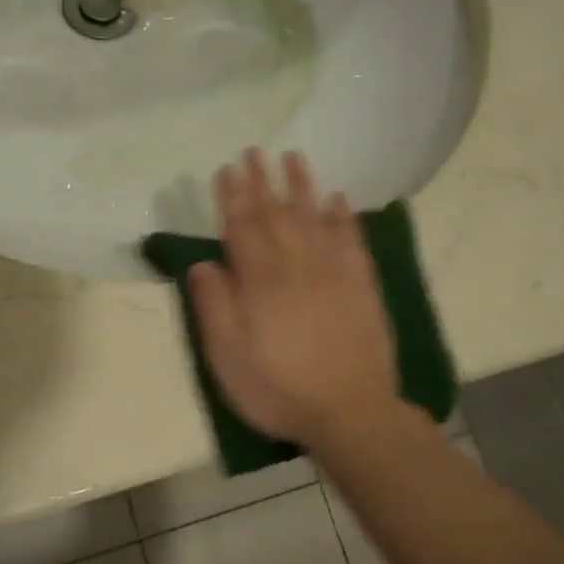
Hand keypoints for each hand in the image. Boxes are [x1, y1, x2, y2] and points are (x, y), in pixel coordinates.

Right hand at [188, 149, 398, 452]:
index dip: (232, 197)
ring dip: (302, 186)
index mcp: (260, 282)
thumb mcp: (228, 359)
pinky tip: (338, 198)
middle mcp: (296, 266)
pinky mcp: (361, 285)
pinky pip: (352, 240)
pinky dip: (344, 217)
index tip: (226, 170)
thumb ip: (214, 307)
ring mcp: (333, 272)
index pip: (242, 228)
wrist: (351, 412)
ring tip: (293, 157)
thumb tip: (202, 263)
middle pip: (276, 214)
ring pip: (314, 217)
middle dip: (262, 181)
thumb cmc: (279, 390)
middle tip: (254, 151)